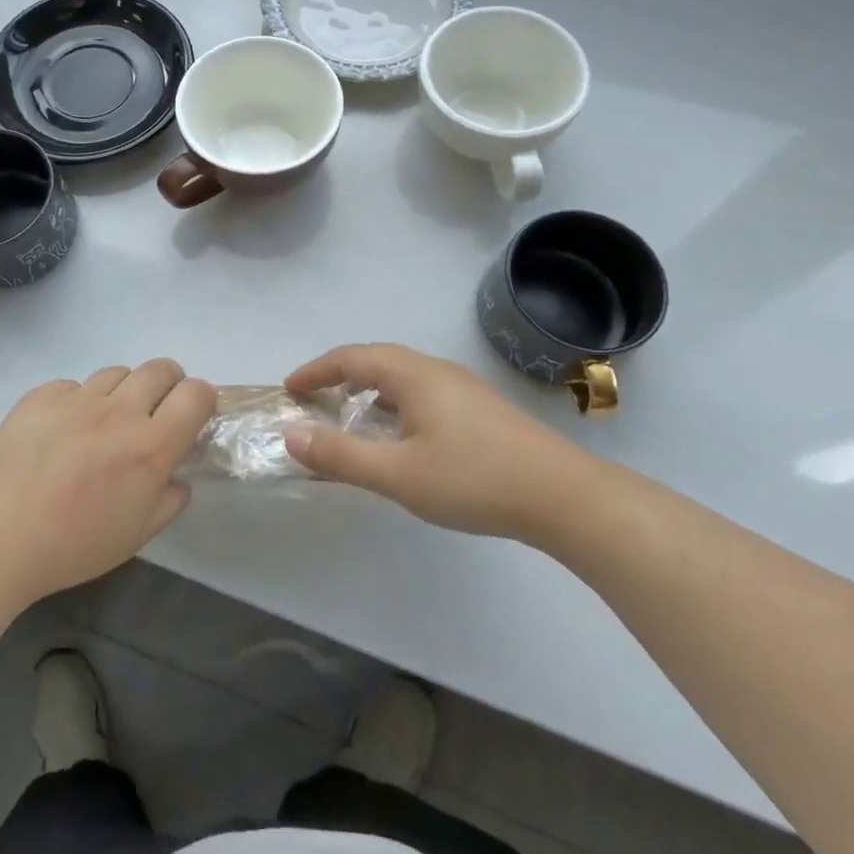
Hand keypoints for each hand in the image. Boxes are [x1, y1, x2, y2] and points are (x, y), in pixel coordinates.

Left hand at [0, 360, 215, 602]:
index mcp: (149, 447)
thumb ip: (169, 501)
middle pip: (161, 369)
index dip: (202, 399)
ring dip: (123, 392)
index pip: (196, 394)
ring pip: (117, 373)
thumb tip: (178, 477)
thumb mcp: (136, 536)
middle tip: (154, 413)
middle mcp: (118, 412)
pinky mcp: (41, 395)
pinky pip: (73, 386)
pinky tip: (62, 432)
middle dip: (169, 385)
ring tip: (104, 424)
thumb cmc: (72, 547)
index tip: (192, 416)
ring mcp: (77, 399)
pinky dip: (78, 402)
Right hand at [284, 343, 595, 541]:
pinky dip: (395, 404)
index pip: (351, 358)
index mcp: (412, 375)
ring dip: (369, 390)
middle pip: (377, 360)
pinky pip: (423, 393)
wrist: (564, 496)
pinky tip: (401, 437)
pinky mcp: (481, 410)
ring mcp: (463, 388)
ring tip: (351, 418)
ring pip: (403, 377)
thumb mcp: (397, 474)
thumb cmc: (473, 479)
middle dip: (339, 376)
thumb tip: (290, 434)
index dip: (316, 370)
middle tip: (314, 401)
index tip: (290, 389)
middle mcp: (436, 370)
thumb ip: (340, 455)